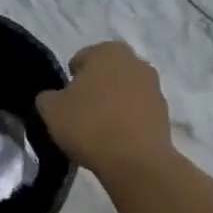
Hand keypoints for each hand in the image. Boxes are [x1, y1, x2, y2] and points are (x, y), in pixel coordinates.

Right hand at [36, 41, 174, 179]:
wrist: (135, 161)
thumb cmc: (89, 124)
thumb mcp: (51, 109)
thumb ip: (47, 97)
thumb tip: (54, 98)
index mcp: (108, 51)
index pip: (81, 59)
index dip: (70, 80)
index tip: (65, 102)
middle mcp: (136, 62)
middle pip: (106, 74)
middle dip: (94, 89)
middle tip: (79, 114)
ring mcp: (154, 88)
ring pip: (124, 92)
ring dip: (112, 105)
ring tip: (98, 131)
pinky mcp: (164, 114)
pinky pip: (137, 113)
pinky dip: (127, 121)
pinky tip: (115, 141)